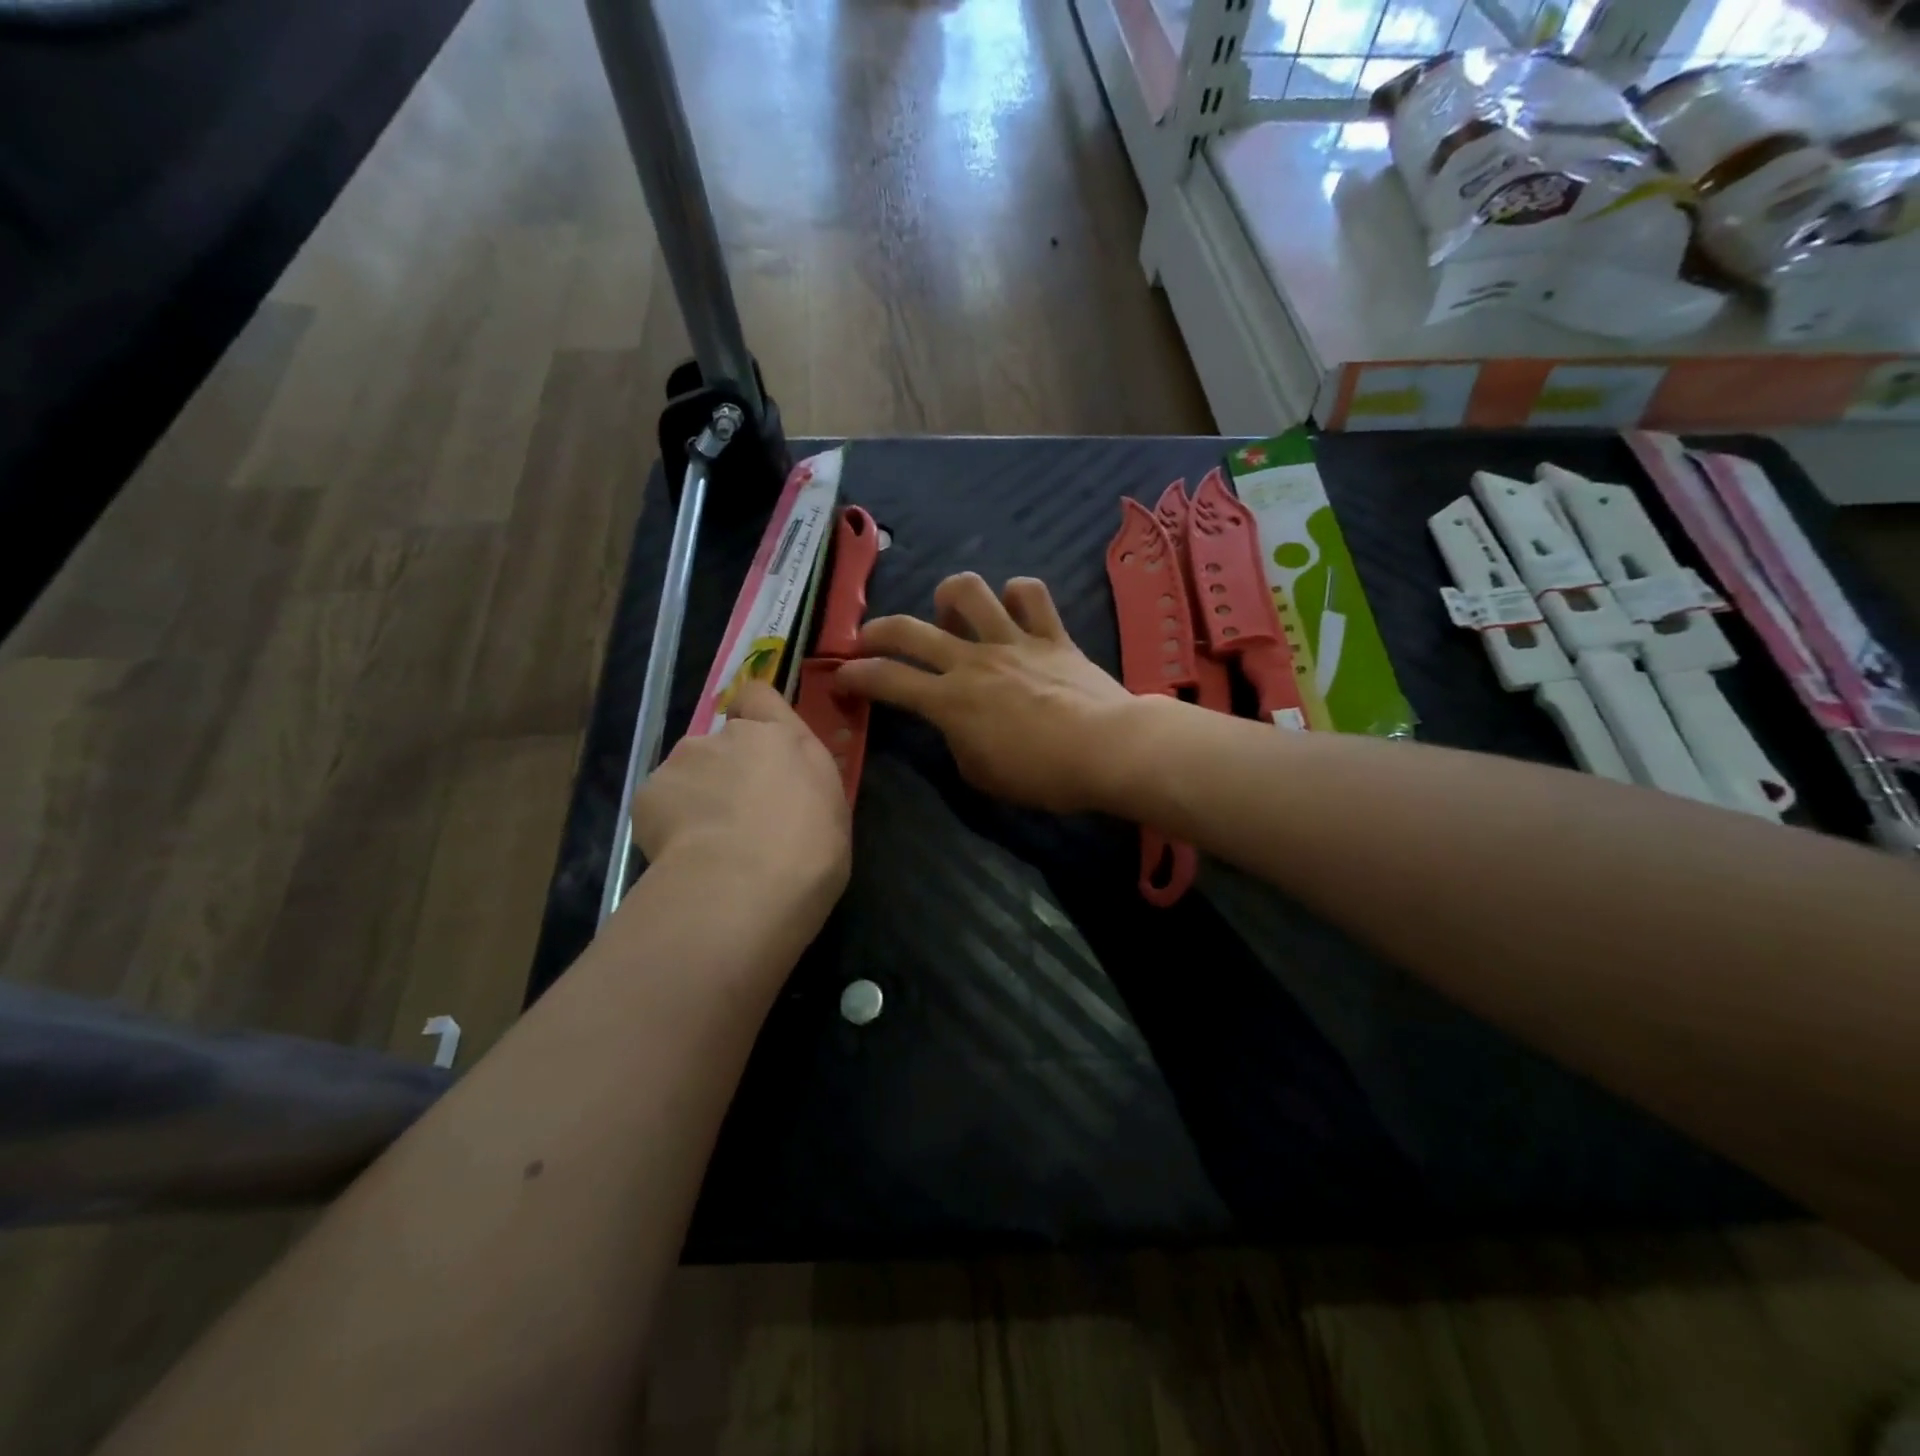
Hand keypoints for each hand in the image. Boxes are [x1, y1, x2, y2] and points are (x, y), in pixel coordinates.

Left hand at [631, 681, 850, 917]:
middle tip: (738, 815)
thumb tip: (790, 788)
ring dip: (696, 795)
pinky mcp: (648, 792)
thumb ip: (804, 784)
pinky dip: (667, 823)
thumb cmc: (809, 850)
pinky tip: (684, 855)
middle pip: (722, 741)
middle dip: (726, 768)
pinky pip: (660, 803)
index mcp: (782, 737)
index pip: (758, 695)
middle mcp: (731, 736)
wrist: (744, 884)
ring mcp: (685, 760)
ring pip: (687, 772)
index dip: (754, 714)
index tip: (758, 744)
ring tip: (707, 843)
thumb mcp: (831, 811)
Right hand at [833, 574, 1139, 813]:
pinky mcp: (1051, 635)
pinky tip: (1014, 609)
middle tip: (868, 638)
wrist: (1107, 750)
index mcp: (949, 701)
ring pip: (968, 591)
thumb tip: (959, 725)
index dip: (855, 676)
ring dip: (950, 597)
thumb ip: (958, 743)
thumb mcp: (981, 775)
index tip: (840, 676)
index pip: (886, 681)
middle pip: (909, 629)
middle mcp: (972, 660)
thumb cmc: (1041, 775)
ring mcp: (1012, 641)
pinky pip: (1031, 594)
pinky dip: (1018, 596)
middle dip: (877, 630)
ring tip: (950, 614)